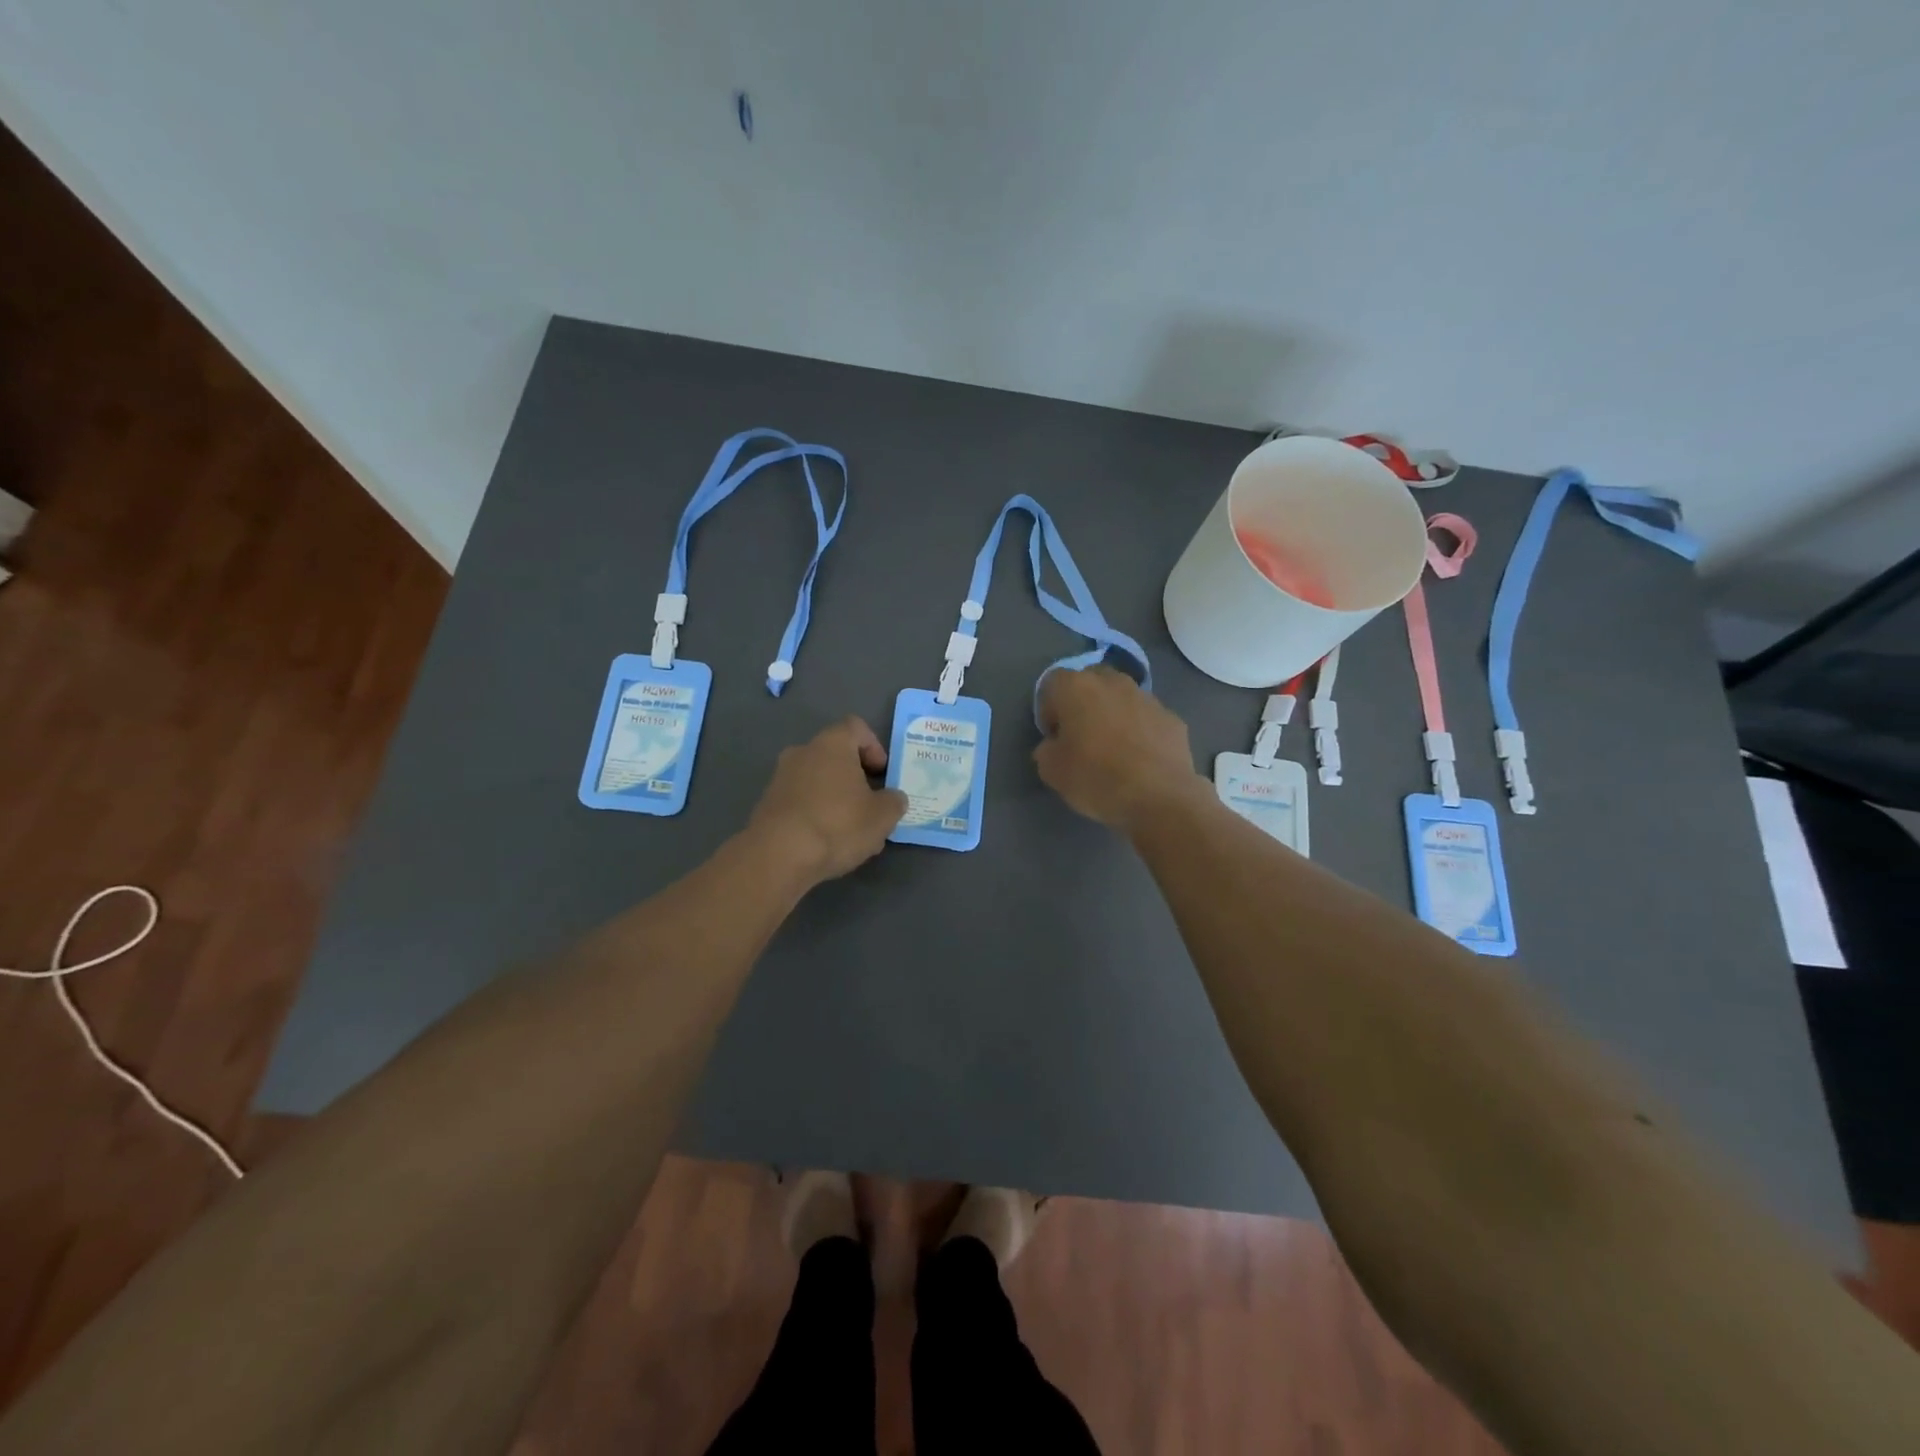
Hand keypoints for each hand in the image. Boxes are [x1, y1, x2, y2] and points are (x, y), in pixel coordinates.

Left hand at [746, 717, 907, 886]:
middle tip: (870, 804)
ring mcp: (780, 777)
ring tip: (851, 831)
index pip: (856, 727)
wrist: (778, 856)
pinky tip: (826, 841)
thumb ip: (894, 802)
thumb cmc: (837, 824)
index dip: (874, 747)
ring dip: (836, 797)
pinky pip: (801, 800)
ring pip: (818, 780)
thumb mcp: (883, 816)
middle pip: (836, 755)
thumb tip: (892, 798)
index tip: (882, 774)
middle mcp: (803, 752)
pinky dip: (816, 813)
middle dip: (856, 777)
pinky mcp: (768, 804)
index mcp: (832, 744)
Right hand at [1034, 667, 1204, 832]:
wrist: (1159, 797)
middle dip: (1083, 702)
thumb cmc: (1096, 778)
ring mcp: (1147, 697)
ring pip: (1122, 697)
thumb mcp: (1051, 771)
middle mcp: (1112, 682)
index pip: (1052, 683)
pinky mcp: (1172, 717)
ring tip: (1114, 748)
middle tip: (1082, 735)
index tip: (1054, 736)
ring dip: (1114, 713)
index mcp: (1076, 688)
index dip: (1048, 709)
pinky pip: (1147, 718)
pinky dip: (1140, 730)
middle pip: (1091, 681)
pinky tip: (1140, 759)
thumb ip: (1046, 749)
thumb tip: (1056, 744)